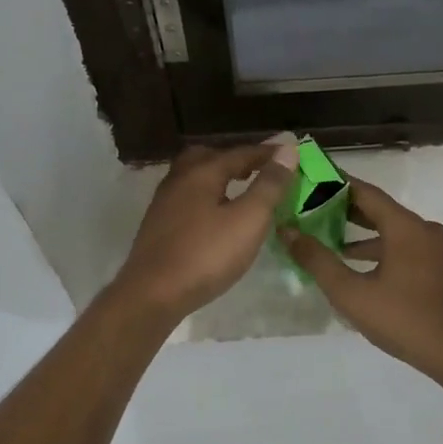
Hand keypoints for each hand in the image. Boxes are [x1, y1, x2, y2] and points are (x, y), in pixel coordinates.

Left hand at [110, 139, 297, 321]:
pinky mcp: (157, 226)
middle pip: (209, 157)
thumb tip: (287, 149)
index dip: (267, 153)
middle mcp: (179, 179)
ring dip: (218, 177)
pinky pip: (186, 198)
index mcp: (202, 172)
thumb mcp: (248, 219)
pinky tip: (215, 217)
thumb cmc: (206, 255)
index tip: (290, 153)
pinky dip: (206, 197)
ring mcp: (164, 203)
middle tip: (257, 169)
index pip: (240, 153)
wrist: (152, 294)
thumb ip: (269, 185)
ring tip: (239, 191)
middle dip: (235, 159)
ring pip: (193, 177)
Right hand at [281, 177, 442, 376]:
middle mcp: (424, 230)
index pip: (365, 192)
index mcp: (406, 227)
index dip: (336, 183)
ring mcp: (437, 250)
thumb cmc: (405, 320)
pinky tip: (360, 267)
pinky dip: (380, 250)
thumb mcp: (352, 294)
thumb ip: (318, 261)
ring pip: (393, 231)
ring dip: (362, 234)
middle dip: (345, 209)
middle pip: (380, 210)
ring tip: (328, 238)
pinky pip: (405, 248)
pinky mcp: (441, 269)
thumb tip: (288, 232)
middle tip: (310, 207)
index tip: (311, 176)